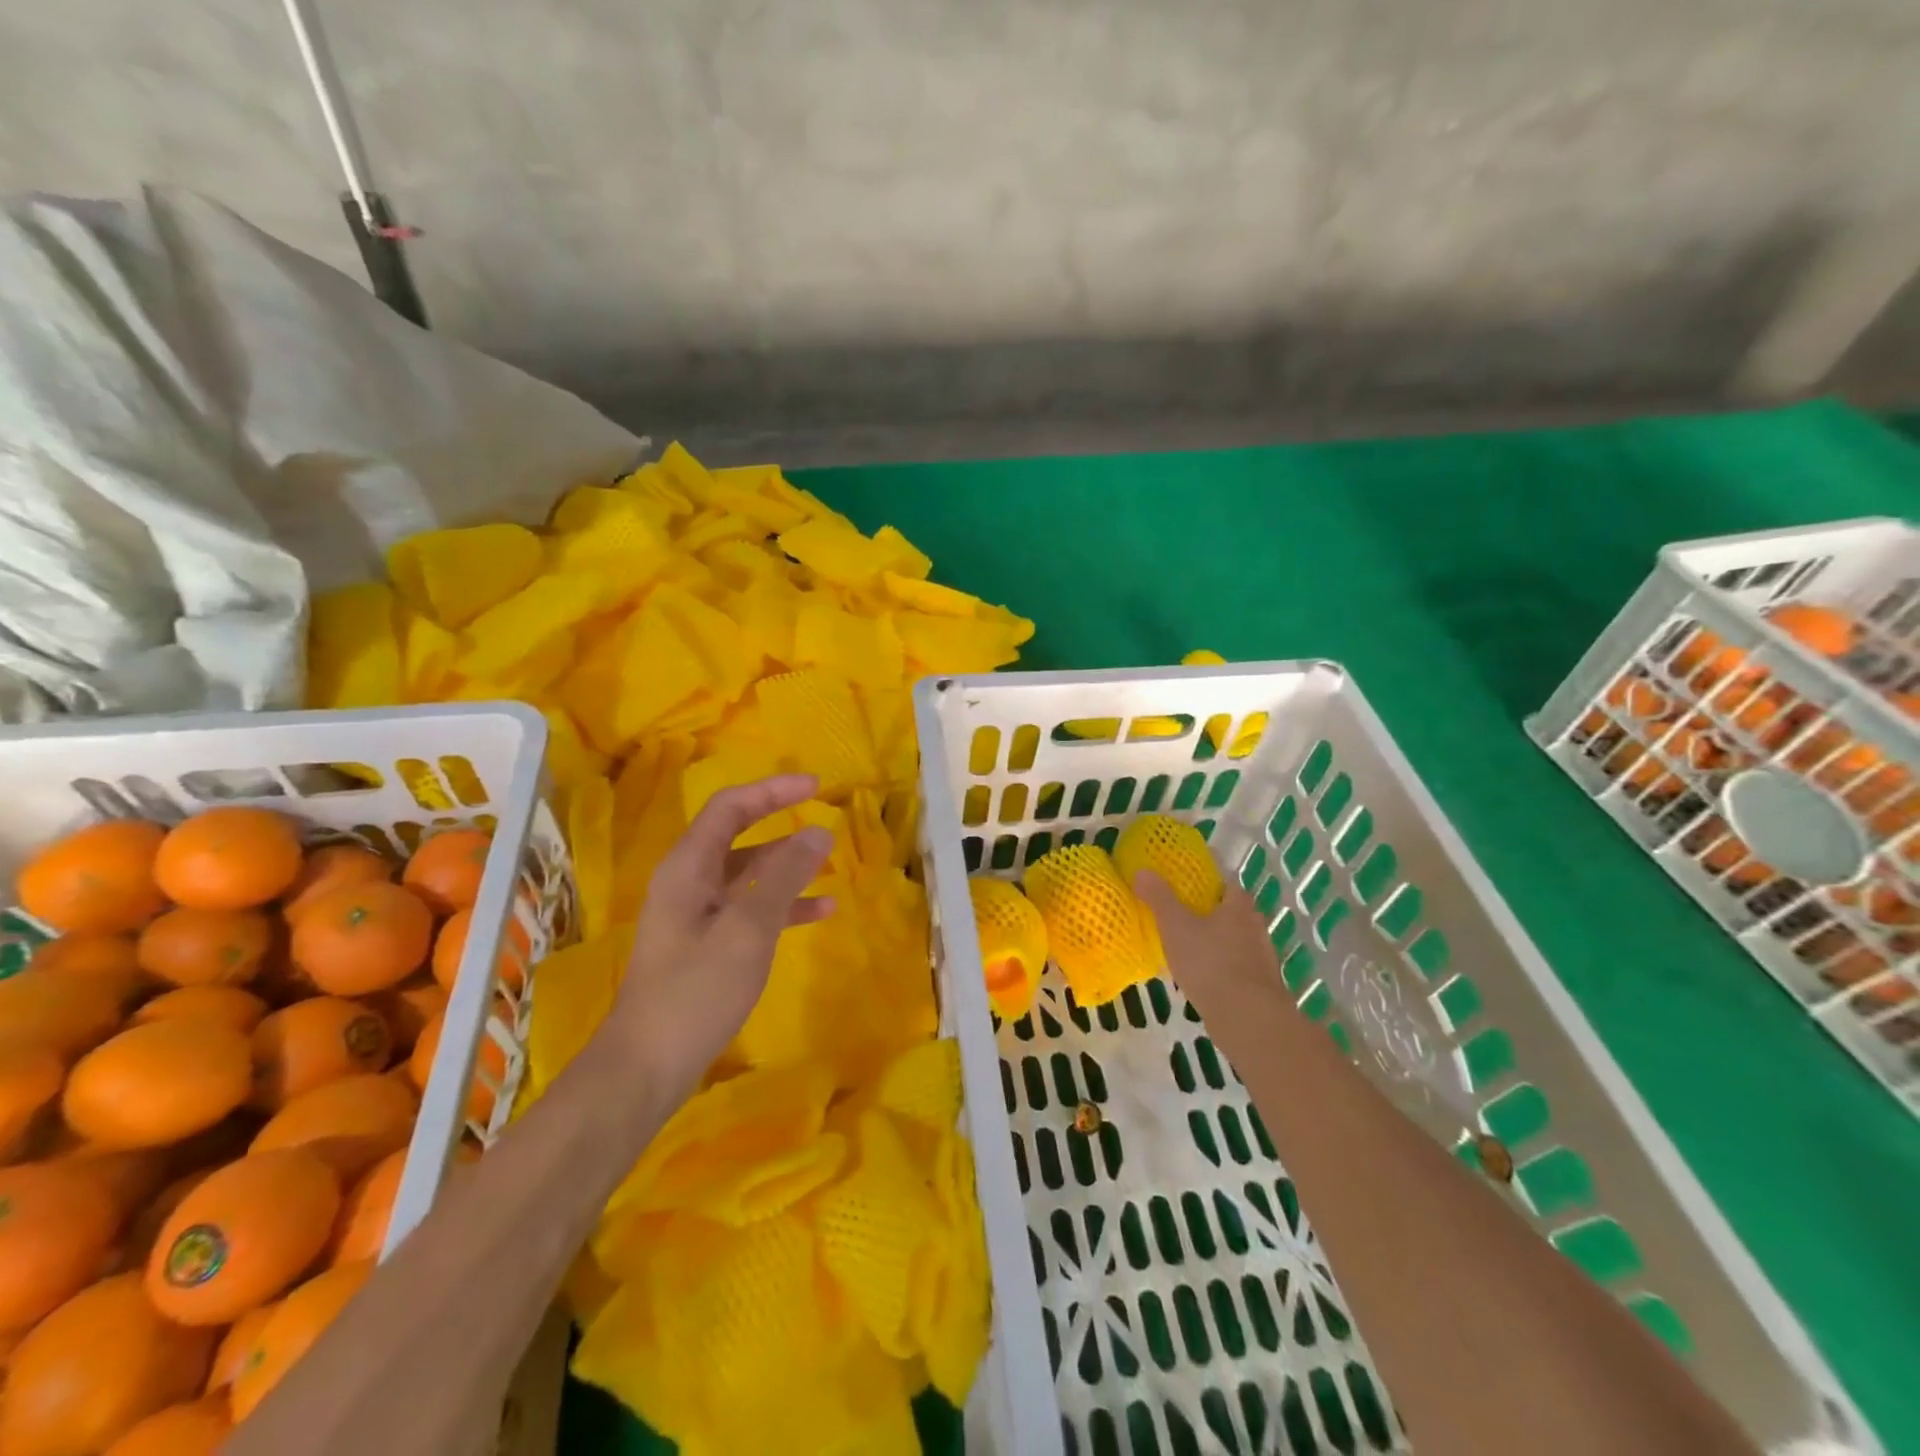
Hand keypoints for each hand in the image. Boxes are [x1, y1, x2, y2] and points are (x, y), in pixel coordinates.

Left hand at [616, 774, 834, 1105]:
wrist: (647, 1066)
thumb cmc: (695, 990)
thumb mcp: (747, 928)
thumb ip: (783, 877)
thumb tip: (818, 832)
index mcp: (688, 867)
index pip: (731, 807)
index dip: (773, 791)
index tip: (816, 788)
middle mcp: (689, 882)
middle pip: (739, 836)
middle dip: (781, 824)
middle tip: (824, 819)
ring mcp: (697, 915)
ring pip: (748, 874)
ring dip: (787, 867)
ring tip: (830, 866)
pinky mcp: (707, 945)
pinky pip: (750, 909)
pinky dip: (783, 905)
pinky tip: (820, 911)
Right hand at [1133, 871, 1292, 1031]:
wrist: (1247, 1018)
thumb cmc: (1210, 962)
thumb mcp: (1175, 926)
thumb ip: (1159, 898)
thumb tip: (1142, 870)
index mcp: (1239, 908)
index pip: (1228, 886)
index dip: (1210, 886)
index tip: (1189, 891)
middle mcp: (1256, 929)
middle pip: (1235, 915)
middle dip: (1213, 916)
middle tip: (1184, 920)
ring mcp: (1263, 960)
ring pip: (1237, 944)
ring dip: (1219, 946)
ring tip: (1190, 952)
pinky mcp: (1261, 988)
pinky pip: (1238, 971)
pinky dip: (1223, 972)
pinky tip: (1204, 981)